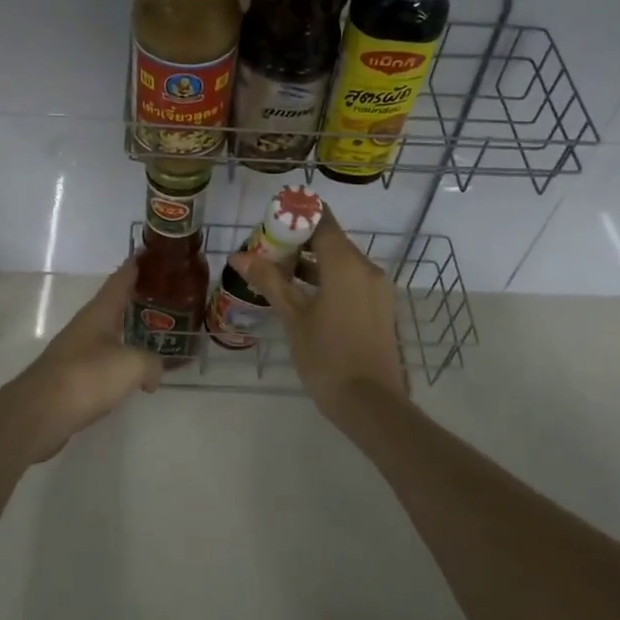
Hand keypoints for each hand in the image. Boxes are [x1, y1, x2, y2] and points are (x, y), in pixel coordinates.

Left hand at [0, 260, 160, 461]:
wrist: (39, 414)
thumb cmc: (86, 378)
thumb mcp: (131, 366)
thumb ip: (151, 363)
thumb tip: (154, 374)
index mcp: (98, 313)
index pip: (119, 280)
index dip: (134, 266)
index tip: (149, 253)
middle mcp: (85, 326)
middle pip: (112, 305)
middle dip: (135, 300)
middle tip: (163, 297)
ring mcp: (75, 351)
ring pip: (107, 334)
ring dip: (127, 332)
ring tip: (153, 335)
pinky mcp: (71, 377)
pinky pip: (102, 361)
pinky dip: (119, 361)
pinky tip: (131, 374)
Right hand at [238, 213, 408, 422]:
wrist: (371, 404)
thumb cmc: (327, 356)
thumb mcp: (293, 317)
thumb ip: (269, 281)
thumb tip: (239, 256)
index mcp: (346, 263)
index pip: (322, 220)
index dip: (296, 215)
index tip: (270, 220)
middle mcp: (366, 267)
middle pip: (330, 239)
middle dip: (298, 240)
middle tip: (265, 250)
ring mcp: (377, 288)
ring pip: (340, 261)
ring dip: (311, 262)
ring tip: (277, 272)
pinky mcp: (379, 307)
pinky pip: (351, 279)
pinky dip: (327, 279)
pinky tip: (302, 295)